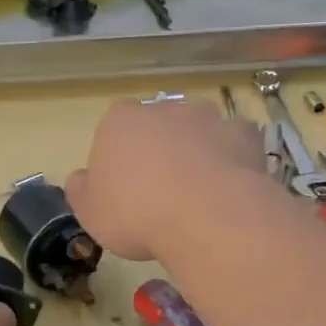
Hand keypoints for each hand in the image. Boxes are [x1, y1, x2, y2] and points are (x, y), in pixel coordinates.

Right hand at [65, 99, 269, 260]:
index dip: (119, 157)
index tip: (124, 188)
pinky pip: (234, 144)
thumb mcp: (91, 213)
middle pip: (157, 126)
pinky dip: (231, 159)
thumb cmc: (136, 214)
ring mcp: (207, 117)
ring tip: (199, 193)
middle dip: (159, 150)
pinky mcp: (244, 134)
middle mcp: (163, 109)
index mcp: (119, 122)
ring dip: (196, 151)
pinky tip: (230, 188)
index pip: (114, 129)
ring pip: (196, 131)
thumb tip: (81, 178)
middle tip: (161, 192)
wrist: (206, 217)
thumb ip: (81, 190)